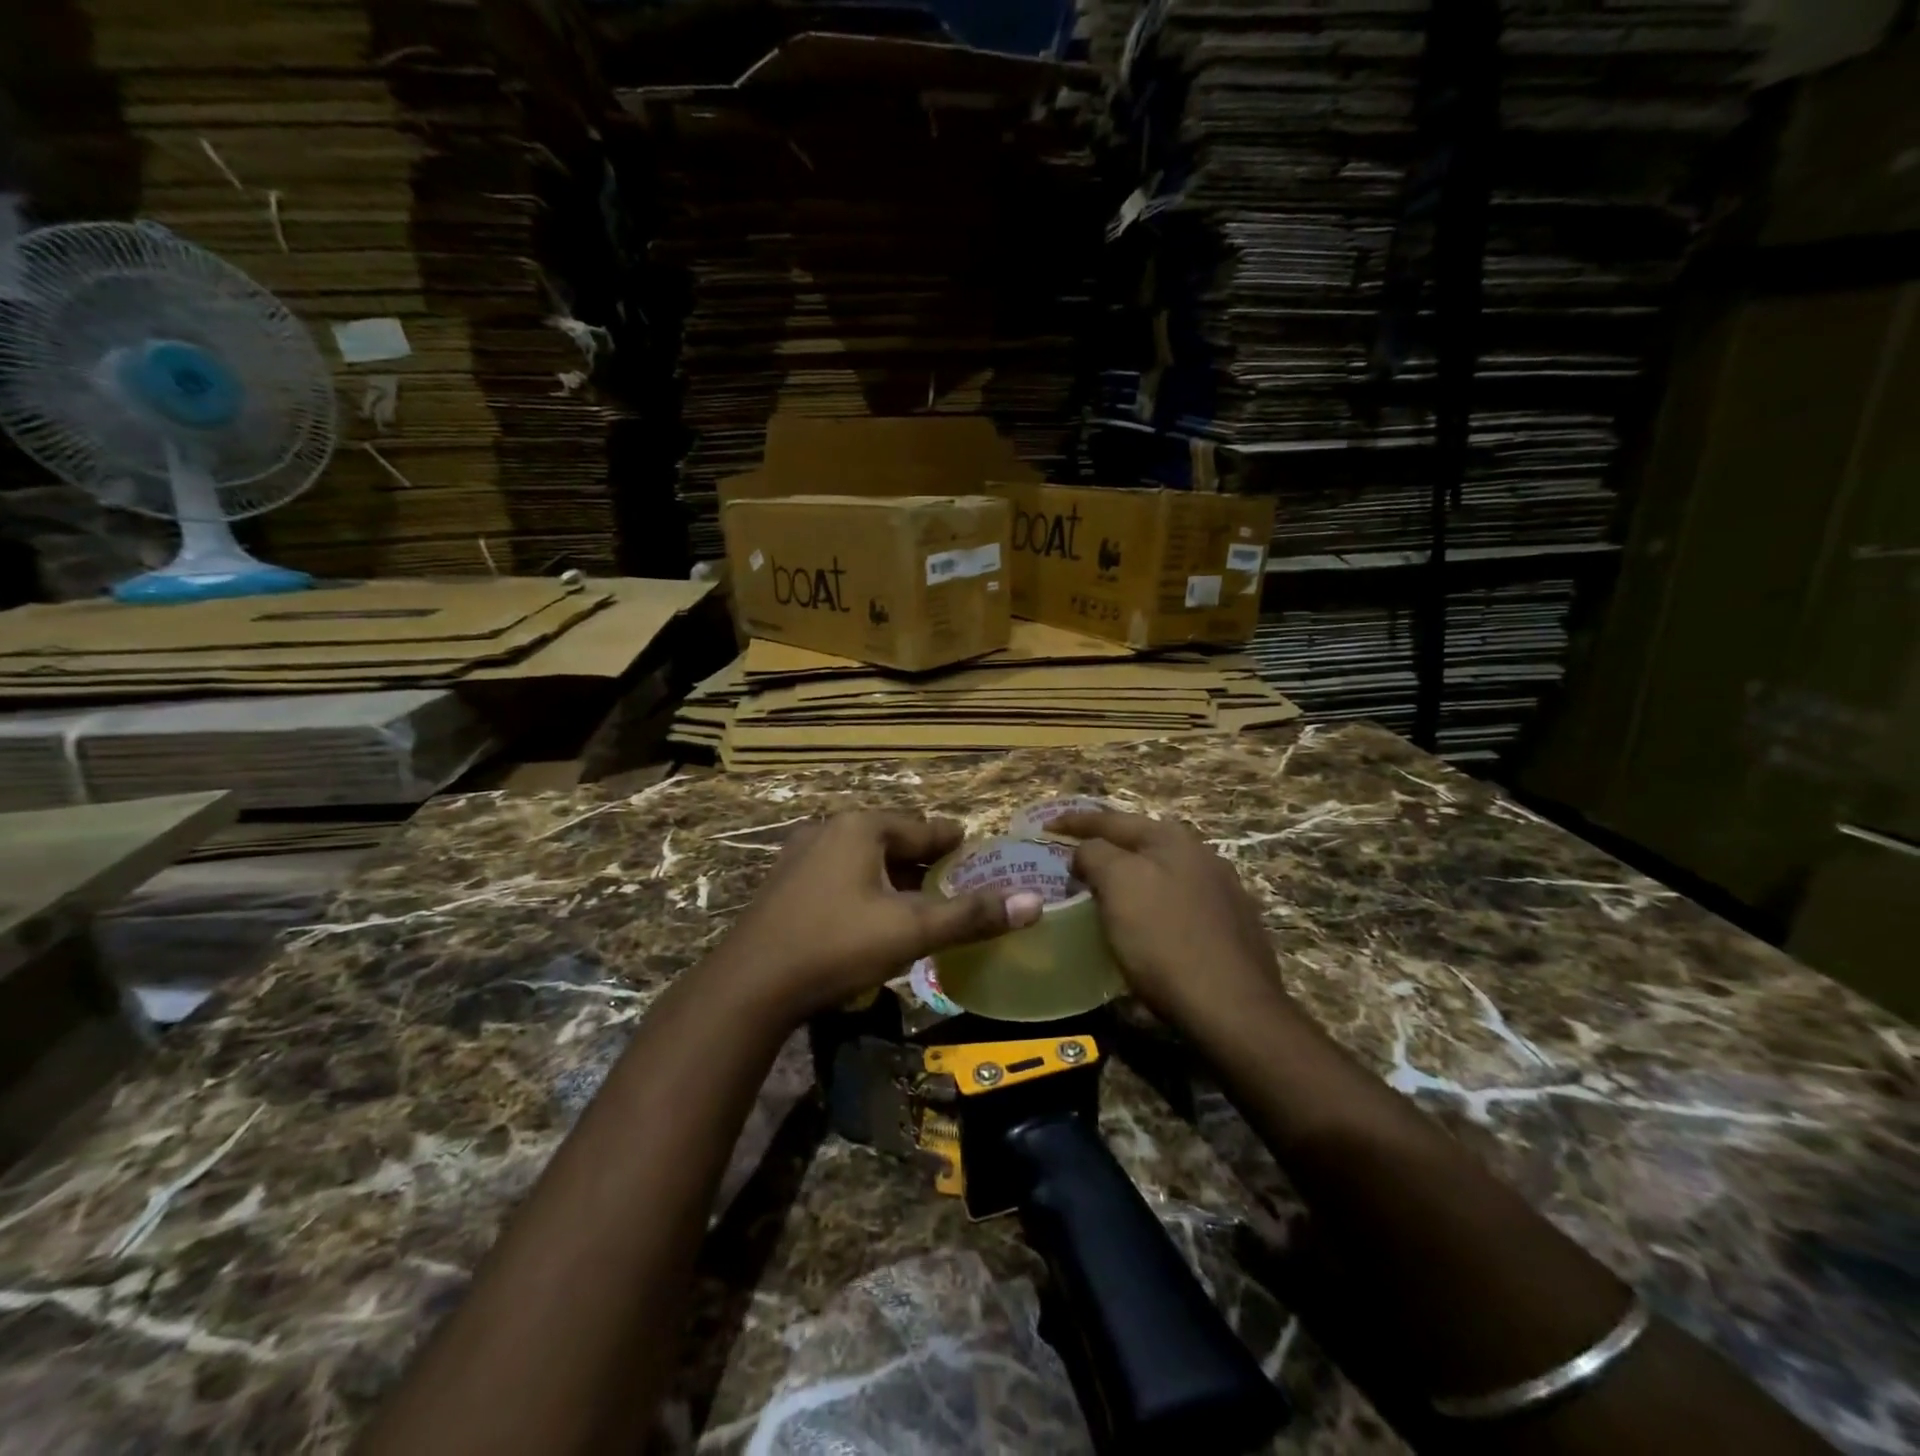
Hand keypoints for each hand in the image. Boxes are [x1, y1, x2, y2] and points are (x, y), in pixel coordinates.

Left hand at [715, 811, 1042, 1022]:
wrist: (749, 986)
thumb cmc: (836, 946)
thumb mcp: (911, 931)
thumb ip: (971, 916)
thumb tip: (1034, 903)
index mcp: (860, 828)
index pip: (923, 827)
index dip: (952, 841)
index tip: (975, 850)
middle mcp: (828, 830)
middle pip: (891, 840)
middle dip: (922, 861)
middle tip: (952, 882)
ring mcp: (800, 856)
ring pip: (862, 858)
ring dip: (892, 875)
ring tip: (917, 900)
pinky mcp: (783, 884)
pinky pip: (838, 874)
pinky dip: (863, 887)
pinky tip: (871, 914)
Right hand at [1055, 810, 1283, 1029]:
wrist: (1232, 1008)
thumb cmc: (1164, 939)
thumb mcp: (1118, 884)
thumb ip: (1095, 854)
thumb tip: (1086, 852)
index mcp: (1173, 838)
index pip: (1111, 820)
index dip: (1074, 822)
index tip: (1045, 827)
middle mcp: (1202, 855)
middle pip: (1139, 844)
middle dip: (1105, 849)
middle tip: (1072, 861)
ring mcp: (1222, 892)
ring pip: (1161, 874)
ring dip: (1129, 878)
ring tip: (1103, 893)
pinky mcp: (1231, 928)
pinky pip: (1177, 904)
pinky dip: (1151, 905)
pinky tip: (1144, 925)